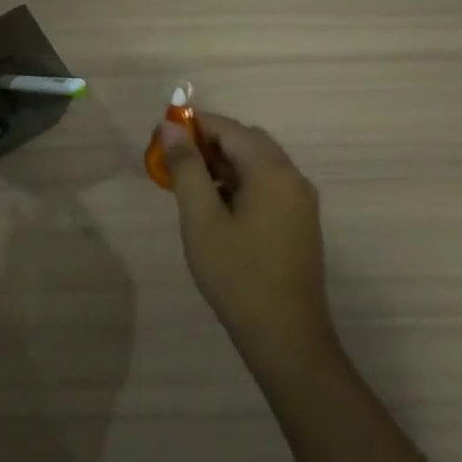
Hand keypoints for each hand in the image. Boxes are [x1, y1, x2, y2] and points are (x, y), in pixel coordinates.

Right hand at [159, 112, 335, 363]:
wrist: (285, 336)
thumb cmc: (236, 274)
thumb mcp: (200, 218)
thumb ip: (186, 167)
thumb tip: (170, 126)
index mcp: (271, 172)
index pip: (229, 129)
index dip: (193, 125)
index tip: (160, 135)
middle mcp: (293, 178)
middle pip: (247, 141)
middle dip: (207, 142)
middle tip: (171, 159)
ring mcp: (300, 202)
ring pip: (257, 164)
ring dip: (222, 163)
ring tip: (186, 182)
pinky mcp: (299, 222)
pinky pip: (266, 185)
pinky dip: (238, 182)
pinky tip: (214, 205)